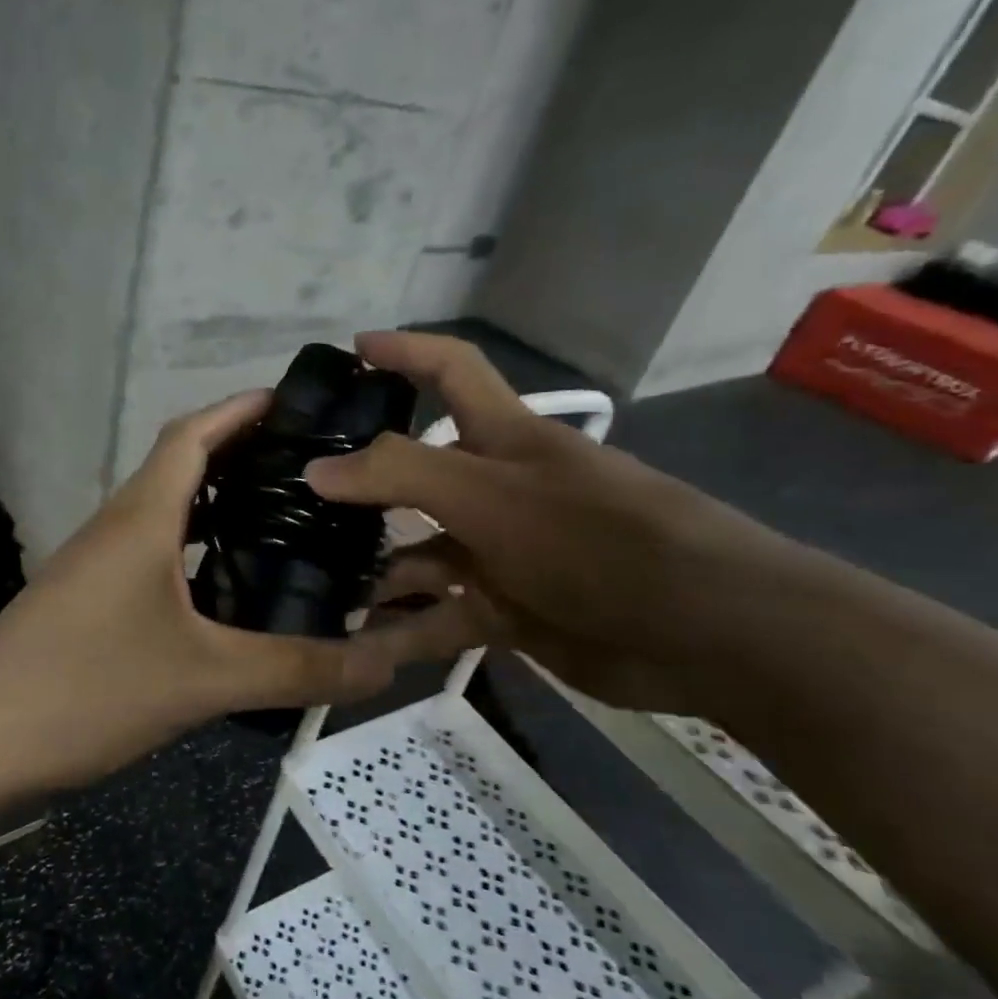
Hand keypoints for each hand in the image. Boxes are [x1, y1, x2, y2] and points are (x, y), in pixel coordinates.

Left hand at [0, 391, 419, 796]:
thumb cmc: (83, 689)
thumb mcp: (202, 680)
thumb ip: (297, 669)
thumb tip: (386, 662)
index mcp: (142, 517)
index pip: (193, 433)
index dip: (242, 408)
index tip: (298, 403)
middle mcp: (117, 528)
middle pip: (183, 468)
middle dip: (243, 457)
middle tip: (314, 472)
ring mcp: (96, 567)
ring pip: (167, 517)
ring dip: (219, 510)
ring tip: (286, 525)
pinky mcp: (88, 605)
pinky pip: (154, 561)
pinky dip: (195, 557)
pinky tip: (229, 595)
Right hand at [306, 331, 804, 713]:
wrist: (703, 632)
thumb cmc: (593, 537)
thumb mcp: (488, 494)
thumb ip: (398, 474)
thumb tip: (316, 468)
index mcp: (503, 438)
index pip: (450, 370)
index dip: (404, 351)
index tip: (350, 351)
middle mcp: (498, 489)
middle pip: (415, 474)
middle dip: (360, 484)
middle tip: (294, 497)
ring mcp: (501, 553)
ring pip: (418, 554)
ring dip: (372, 570)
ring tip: (310, 584)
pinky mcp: (508, 610)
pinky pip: (438, 617)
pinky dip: (402, 631)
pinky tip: (356, 647)